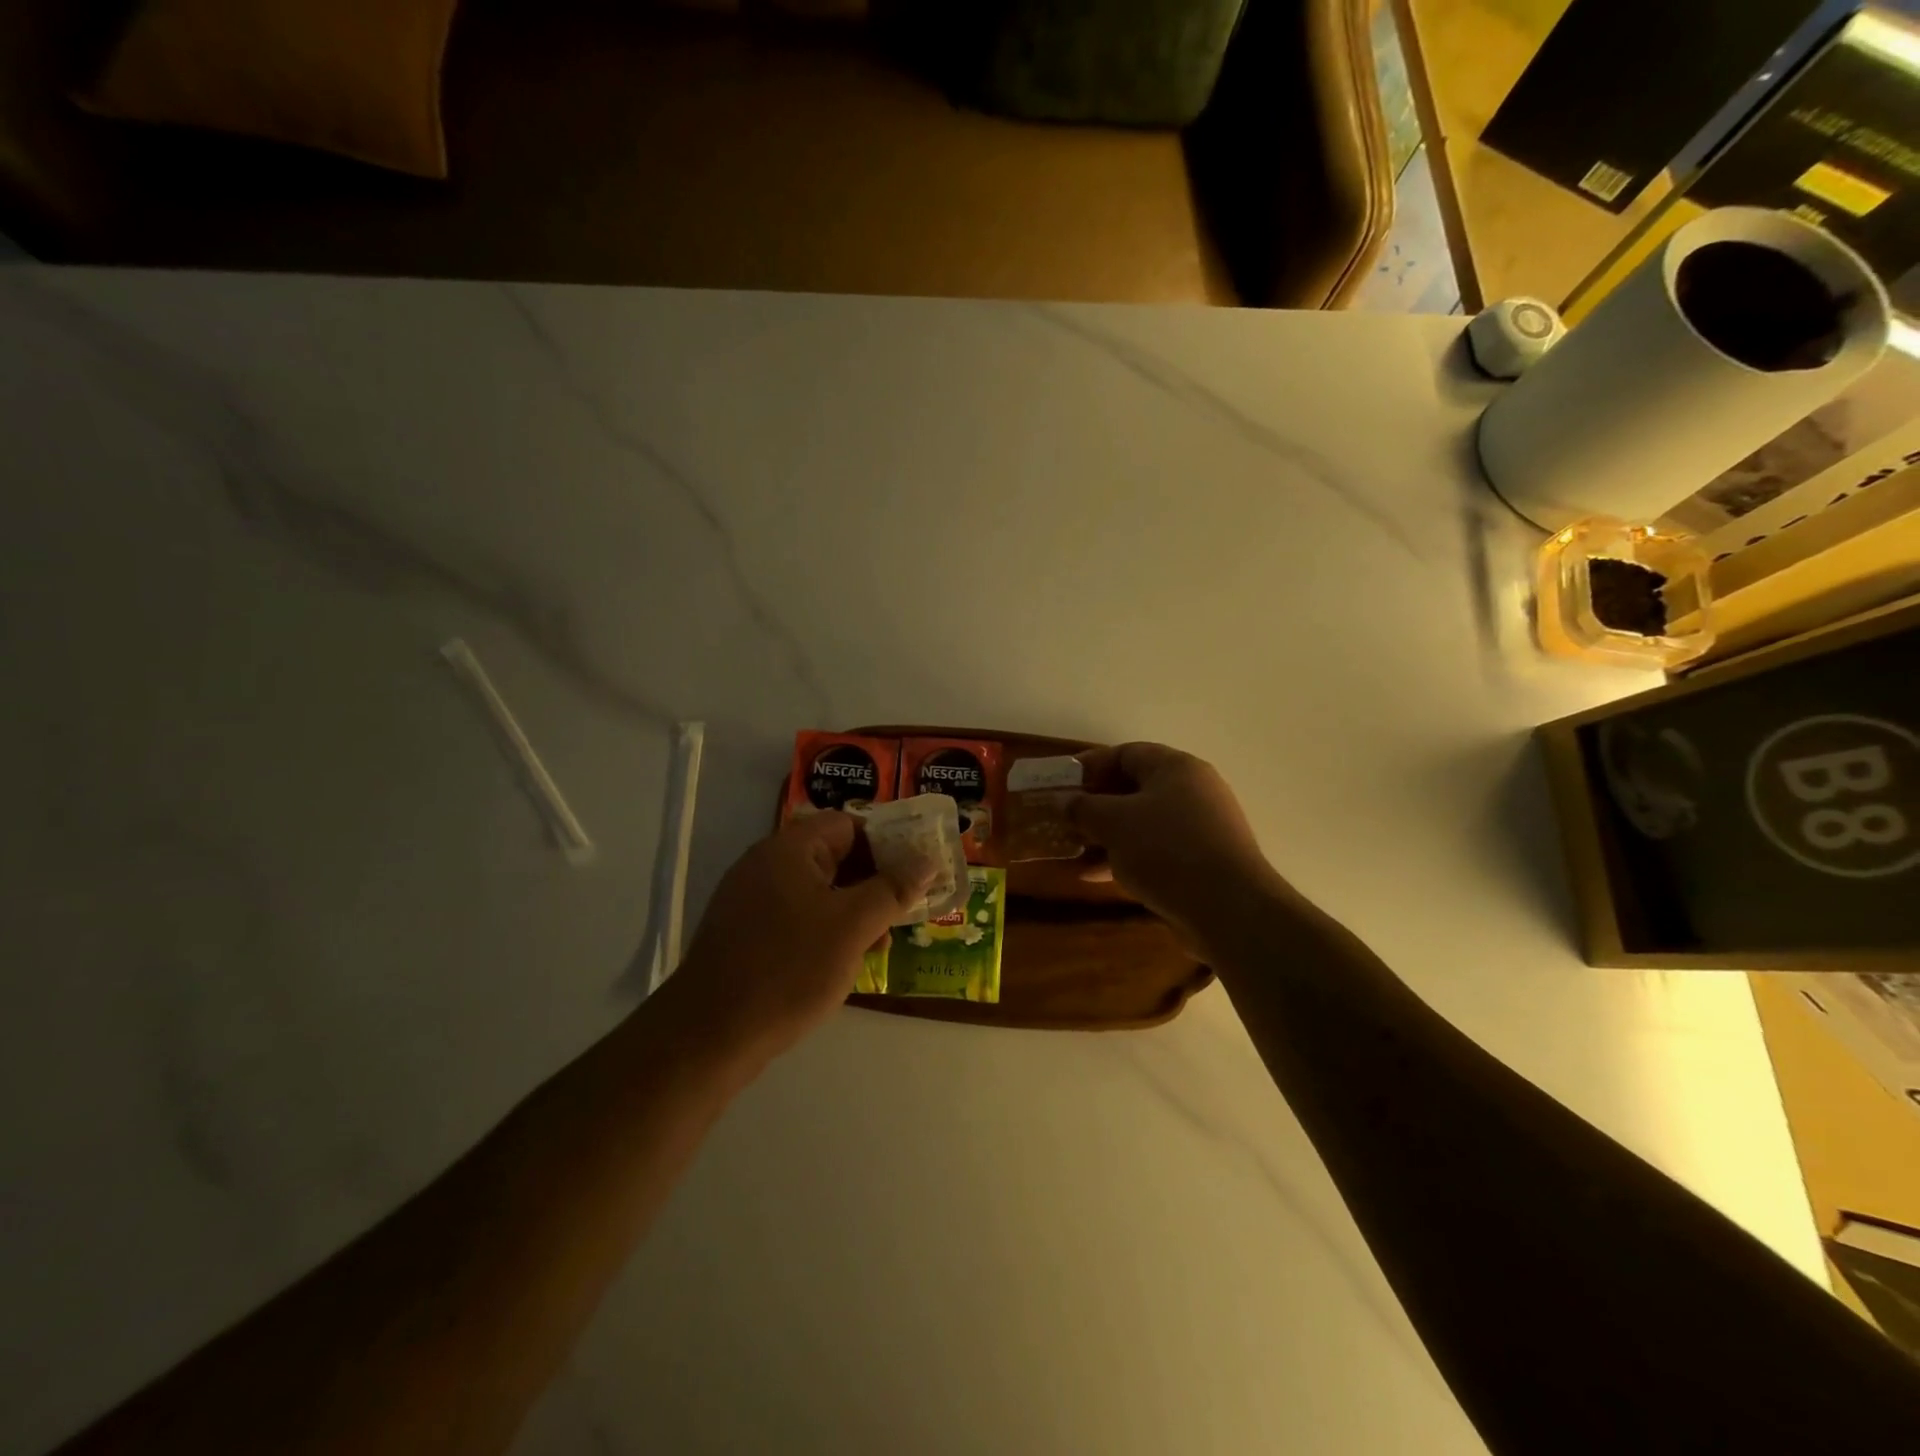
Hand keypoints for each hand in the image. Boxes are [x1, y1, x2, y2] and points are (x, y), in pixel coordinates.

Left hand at [666, 811, 935, 1062]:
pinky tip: (845, 960)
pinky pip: (798, 917)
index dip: (887, 843)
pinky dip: (827, 929)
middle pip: (833, 856)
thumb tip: (928, 862)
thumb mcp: (852, 927)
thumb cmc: (788, 969)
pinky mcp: (746, 933)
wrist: (709, 1035)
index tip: (916, 872)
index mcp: (789, 849)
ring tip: (882, 942)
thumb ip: (892, 890)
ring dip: (853, 909)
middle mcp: (766, 865)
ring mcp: (752, 900)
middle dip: (874, 881)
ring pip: (818, 891)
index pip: (848, 825)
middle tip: (907, 909)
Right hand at [1069, 742, 1294, 952]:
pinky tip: (1097, 876)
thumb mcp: (1114, 823)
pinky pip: (1157, 849)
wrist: (1229, 908)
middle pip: (1135, 788)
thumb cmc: (1166, 850)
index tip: (1062, 784)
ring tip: (1075, 850)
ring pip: (1143, 822)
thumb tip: (1064, 801)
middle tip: (1065, 819)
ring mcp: (1201, 827)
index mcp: (1176, 768)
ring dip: (1107, 834)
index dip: (1090, 766)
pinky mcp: (1203, 860)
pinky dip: (1127, 857)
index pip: (1126, 753)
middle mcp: (1193, 790)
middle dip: (1096, 804)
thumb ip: (1084, 808)